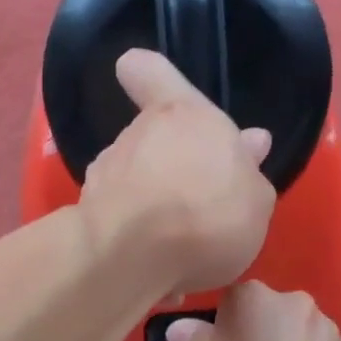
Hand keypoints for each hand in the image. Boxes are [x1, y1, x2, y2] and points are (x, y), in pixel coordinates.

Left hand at [77, 49, 276, 295]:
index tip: (139, 76)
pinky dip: (132, 237)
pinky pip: (117, 220)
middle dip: (171, 166)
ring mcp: (105, 174)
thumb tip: (251, 143)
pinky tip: (152, 268)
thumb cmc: (208, 216)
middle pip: (151, 140)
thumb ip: (250, 172)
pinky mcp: (85, 214)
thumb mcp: (256, 201)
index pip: (150, 72)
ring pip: (132, 181)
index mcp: (183, 116)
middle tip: (200, 204)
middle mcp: (138, 135)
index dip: (145, 73)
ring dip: (151, 204)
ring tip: (176, 245)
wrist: (134, 260)